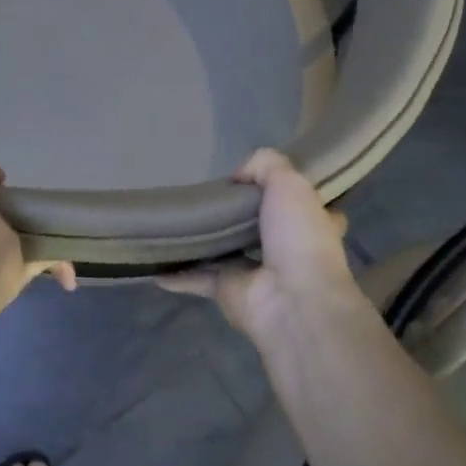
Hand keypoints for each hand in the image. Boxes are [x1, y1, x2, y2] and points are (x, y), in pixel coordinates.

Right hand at [160, 149, 360, 335]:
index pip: (301, 202)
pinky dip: (177, 272)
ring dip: (204, 239)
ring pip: (224, 249)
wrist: (292, 299)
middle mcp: (285, 248)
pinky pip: (197, 277)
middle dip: (236, 211)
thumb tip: (237, 177)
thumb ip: (265, 165)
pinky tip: (155, 262)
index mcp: (311, 222)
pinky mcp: (228, 290)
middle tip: (207, 190)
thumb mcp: (290, 182)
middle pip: (257, 224)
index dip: (284, 190)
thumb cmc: (299, 237)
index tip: (259, 178)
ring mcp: (255, 271)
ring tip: (176, 218)